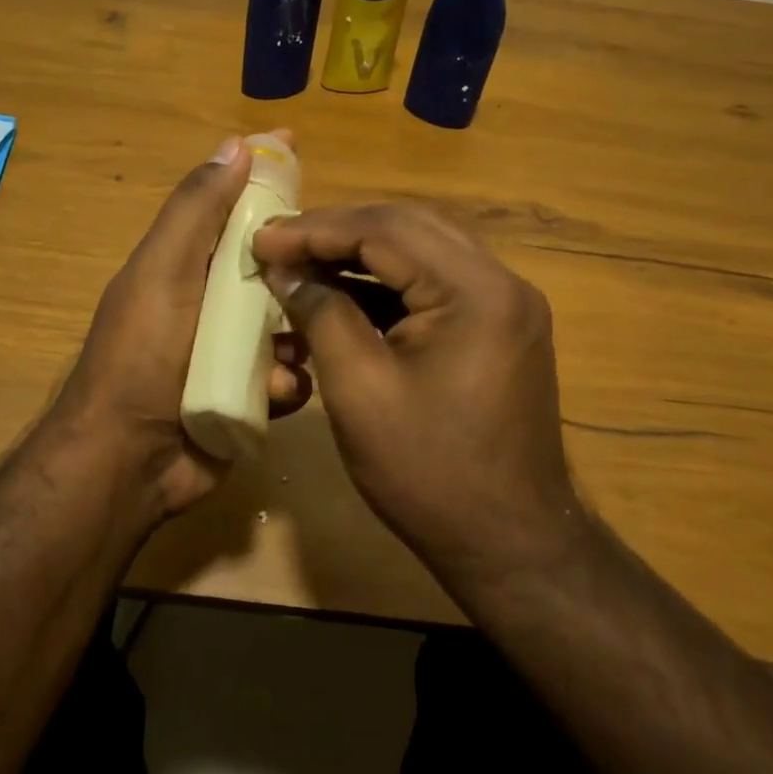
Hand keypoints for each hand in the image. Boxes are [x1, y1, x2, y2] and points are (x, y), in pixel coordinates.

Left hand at [49, 135, 310, 518]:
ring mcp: (232, 351)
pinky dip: (288, 382)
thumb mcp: (164, 270)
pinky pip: (290, 375)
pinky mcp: (249, 396)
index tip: (297, 146)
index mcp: (189, 263)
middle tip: (326, 273)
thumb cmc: (143, 354)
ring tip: (287, 351)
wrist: (127, 461)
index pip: (234, 205)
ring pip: (291, 322)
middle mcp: (213, 301)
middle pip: (274, 264)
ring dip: (298, 332)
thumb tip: (235, 144)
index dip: (264, 175)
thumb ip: (197, 211)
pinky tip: (276, 394)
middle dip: (299, 268)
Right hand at [252, 203, 581, 584]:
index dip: (315, 230)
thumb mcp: (359, 389)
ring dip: (360, 252)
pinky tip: (342, 291)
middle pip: (407, 227)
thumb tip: (285, 269)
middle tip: (279, 243)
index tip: (261, 238)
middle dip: (337, 231)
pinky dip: (386, 283)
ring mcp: (505, 303)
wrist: (511, 546)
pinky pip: (435, 283)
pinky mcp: (498, 325)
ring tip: (302, 261)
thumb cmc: (430, 473)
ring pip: (422, 249)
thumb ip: (321, 313)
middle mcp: (501, 281)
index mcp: (475, 290)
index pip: (385, 230)